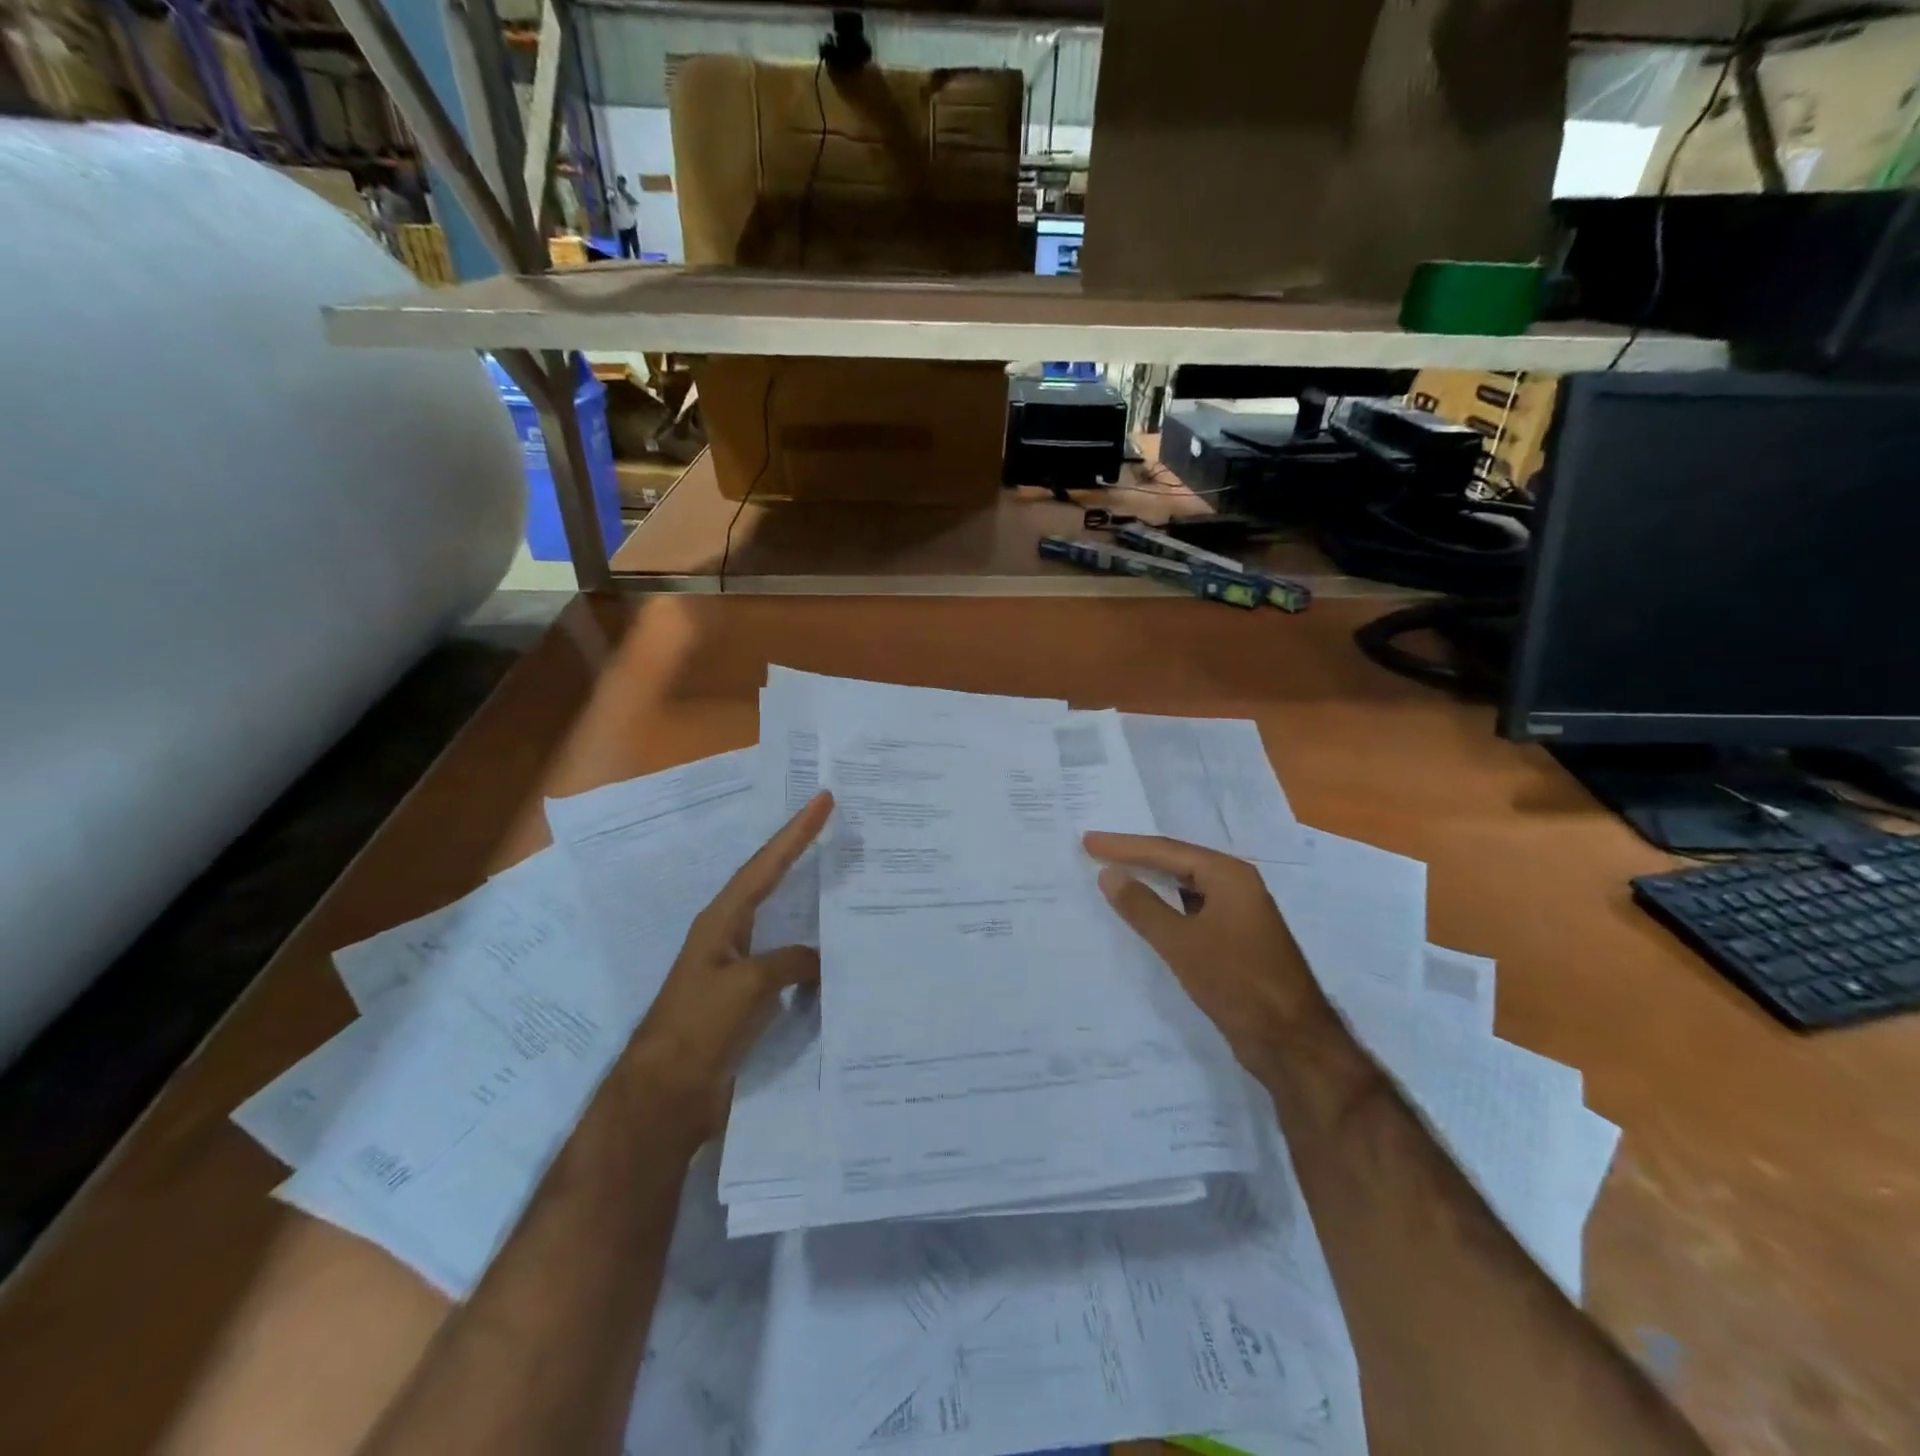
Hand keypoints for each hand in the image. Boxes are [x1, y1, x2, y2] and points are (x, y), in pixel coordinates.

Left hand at [623, 791, 833, 1137]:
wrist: (666, 1095)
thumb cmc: (699, 1027)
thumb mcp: (747, 985)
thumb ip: (789, 963)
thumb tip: (820, 960)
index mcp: (722, 920)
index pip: (765, 865)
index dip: (795, 833)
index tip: (823, 800)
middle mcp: (731, 934)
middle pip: (772, 882)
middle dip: (801, 854)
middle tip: (837, 828)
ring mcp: (740, 966)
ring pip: (784, 923)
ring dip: (812, 903)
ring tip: (847, 883)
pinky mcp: (749, 998)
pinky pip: (790, 965)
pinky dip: (814, 956)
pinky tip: (838, 958)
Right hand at [1083, 832, 1325, 1074]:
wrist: (1290, 1041)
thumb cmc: (1236, 982)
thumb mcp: (1182, 942)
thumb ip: (1142, 906)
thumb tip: (1109, 874)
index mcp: (1229, 875)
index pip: (1166, 850)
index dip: (1124, 846)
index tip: (1088, 841)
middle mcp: (1236, 886)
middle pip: (1177, 862)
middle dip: (1136, 857)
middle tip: (1095, 851)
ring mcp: (1238, 914)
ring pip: (1185, 887)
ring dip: (1150, 882)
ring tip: (1113, 876)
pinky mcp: (1235, 940)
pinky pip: (1191, 910)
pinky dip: (1165, 907)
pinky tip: (1144, 915)